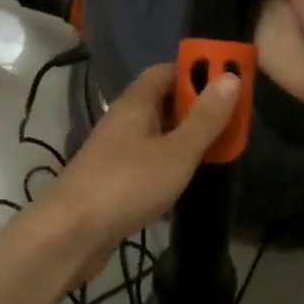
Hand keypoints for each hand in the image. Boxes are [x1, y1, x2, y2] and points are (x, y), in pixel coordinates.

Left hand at [37, 62, 239, 277]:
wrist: (71, 232)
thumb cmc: (128, 184)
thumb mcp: (177, 151)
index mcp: (136, 102)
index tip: (227, 83)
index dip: (196, 72)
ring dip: (184, 136)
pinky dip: (170, 161)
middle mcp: (123, 119)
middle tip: (231, 120)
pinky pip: (148, 158)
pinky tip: (187, 177)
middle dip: (195, 107)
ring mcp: (115, 149)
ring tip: (217, 148)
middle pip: (162, 101)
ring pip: (156, 132)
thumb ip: (205, 118)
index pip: (165, 71)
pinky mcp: (114, 178)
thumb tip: (231, 77)